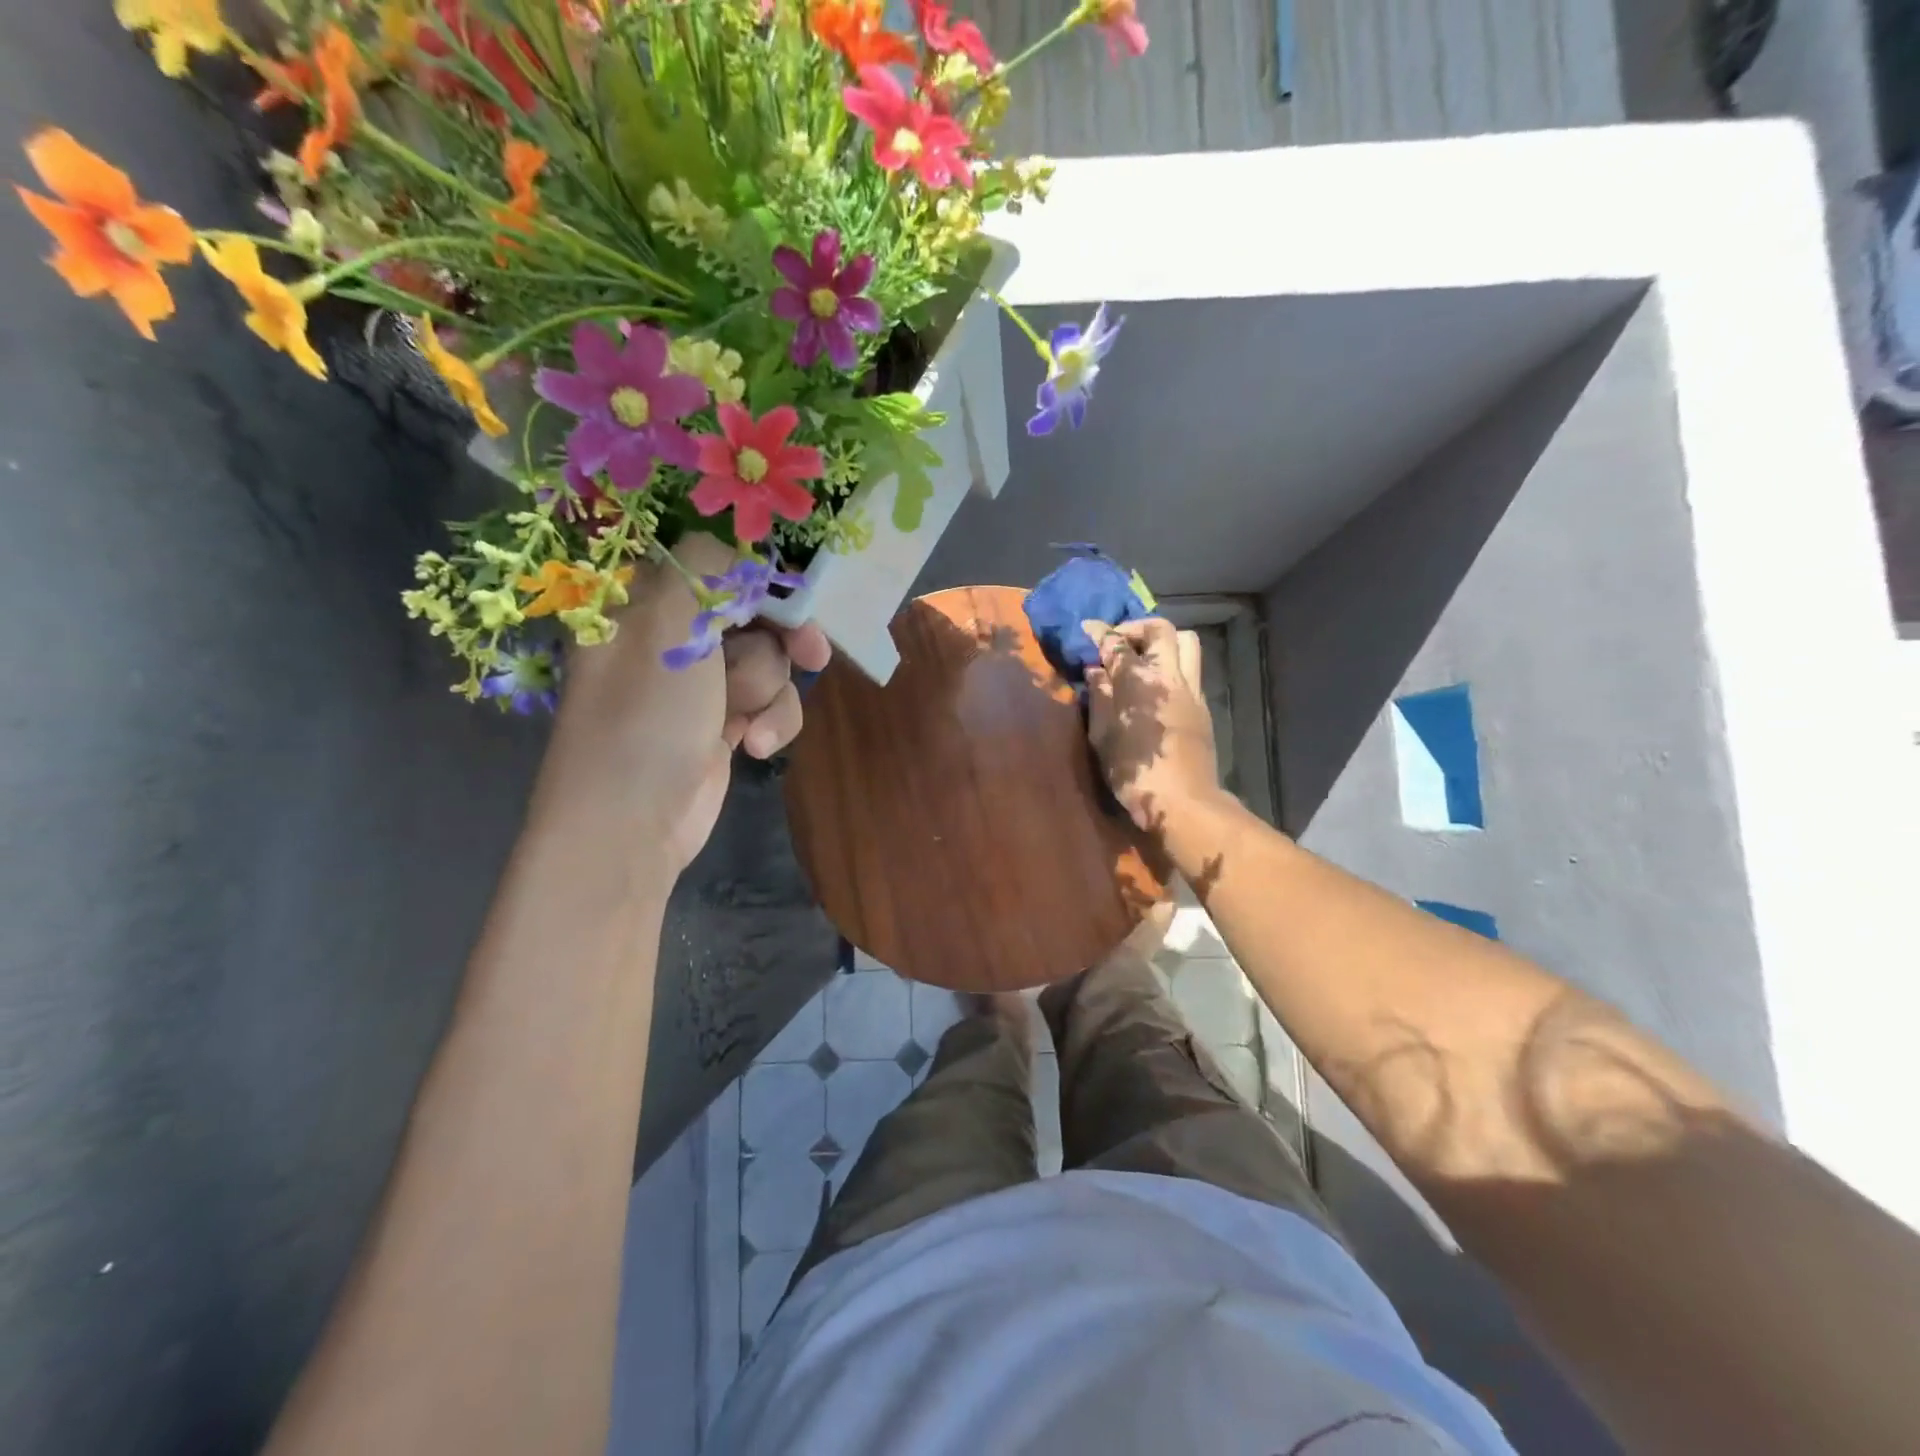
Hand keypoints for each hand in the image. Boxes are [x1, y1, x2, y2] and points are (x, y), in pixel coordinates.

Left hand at [537, 535, 829, 872]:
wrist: (631, 824)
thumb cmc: (644, 716)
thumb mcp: (669, 623)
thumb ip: (710, 568)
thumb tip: (746, 554)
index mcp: (643, 602)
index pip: (713, 565)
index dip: (759, 577)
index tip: (794, 595)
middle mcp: (671, 637)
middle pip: (753, 613)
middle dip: (781, 637)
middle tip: (812, 650)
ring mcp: (699, 685)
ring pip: (769, 662)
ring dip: (768, 689)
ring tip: (744, 720)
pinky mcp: (723, 725)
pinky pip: (770, 703)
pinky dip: (771, 722)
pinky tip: (754, 747)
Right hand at [1081, 617, 1219, 838]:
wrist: (1183, 801)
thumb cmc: (1132, 772)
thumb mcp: (1102, 736)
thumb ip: (1099, 698)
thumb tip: (1096, 671)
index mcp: (1137, 681)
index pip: (1116, 644)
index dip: (1100, 633)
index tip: (1088, 628)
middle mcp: (1168, 676)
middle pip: (1161, 630)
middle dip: (1137, 628)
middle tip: (1120, 642)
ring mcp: (1191, 689)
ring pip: (1186, 643)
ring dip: (1163, 642)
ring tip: (1144, 658)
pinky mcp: (1203, 705)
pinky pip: (1191, 670)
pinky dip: (1173, 666)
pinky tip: (1157, 688)